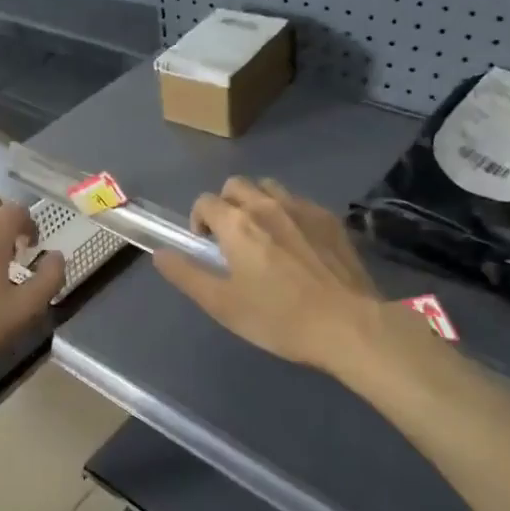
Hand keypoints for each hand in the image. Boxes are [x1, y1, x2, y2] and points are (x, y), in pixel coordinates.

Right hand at [153, 177, 431, 373]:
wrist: (348, 325)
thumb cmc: (279, 318)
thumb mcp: (222, 304)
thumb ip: (187, 275)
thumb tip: (160, 254)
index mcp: (237, 224)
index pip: (205, 202)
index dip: (198, 220)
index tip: (206, 246)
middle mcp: (267, 205)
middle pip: (236, 185)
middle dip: (226, 204)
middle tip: (231, 238)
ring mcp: (303, 208)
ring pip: (270, 188)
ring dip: (258, 203)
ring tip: (263, 235)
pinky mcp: (330, 219)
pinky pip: (299, 202)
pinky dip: (288, 213)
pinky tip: (297, 243)